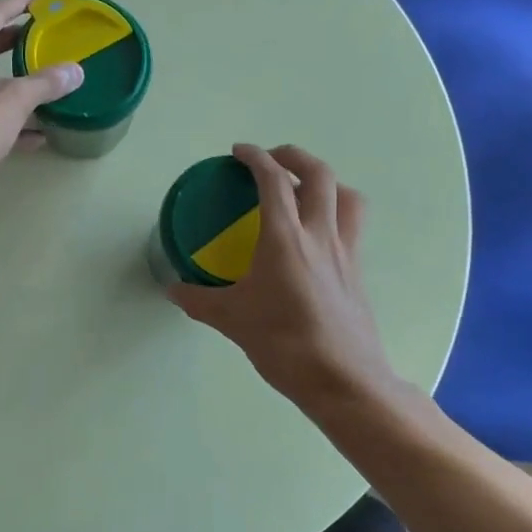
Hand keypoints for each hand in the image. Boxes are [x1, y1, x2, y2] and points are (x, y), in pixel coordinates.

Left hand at [0, 0, 83, 203]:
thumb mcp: (16, 101)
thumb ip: (47, 82)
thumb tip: (76, 71)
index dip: (23, 2)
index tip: (48, 1)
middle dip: (19, 38)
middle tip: (47, 36)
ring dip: (16, 77)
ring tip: (47, 76)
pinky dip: (9, 111)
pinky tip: (38, 131)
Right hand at [169, 145, 398, 409]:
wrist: (342, 379)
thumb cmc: (283, 344)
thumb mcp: (232, 320)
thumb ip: (199, 300)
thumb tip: (173, 289)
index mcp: (285, 238)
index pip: (273, 181)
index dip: (255, 158)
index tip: (239, 152)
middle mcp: (320, 234)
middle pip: (319, 175)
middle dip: (294, 156)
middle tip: (272, 159)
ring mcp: (346, 252)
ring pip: (347, 196)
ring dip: (326, 181)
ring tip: (304, 189)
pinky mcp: (358, 271)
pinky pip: (352, 225)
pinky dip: (336, 212)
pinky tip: (317, 235)